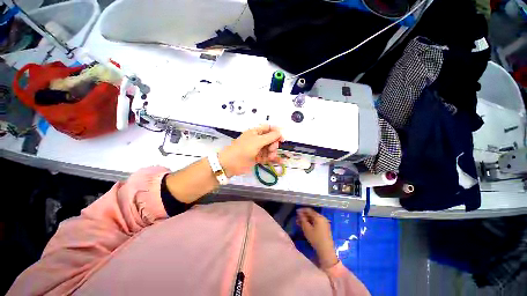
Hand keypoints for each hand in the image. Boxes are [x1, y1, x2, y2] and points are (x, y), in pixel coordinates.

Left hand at [218, 125, 283, 176]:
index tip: (282, 138)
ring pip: (269, 149)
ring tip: (270, 157)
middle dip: (273, 144)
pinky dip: (272, 158)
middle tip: (272, 149)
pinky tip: (279, 161)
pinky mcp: (257, 157)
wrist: (231, 164)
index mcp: (256, 132)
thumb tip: (280, 132)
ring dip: (272, 152)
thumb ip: (270, 137)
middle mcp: (257, 139)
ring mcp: (257, 149)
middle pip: (271, 139)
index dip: (276, 132)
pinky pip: (267, 156)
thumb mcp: (257, 141)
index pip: (269, 128)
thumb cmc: (243, 149)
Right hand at [297, 208, 338, 268]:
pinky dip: (311, 223)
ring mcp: (324, 223)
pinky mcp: (325, 228)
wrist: (326, 250)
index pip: (308, 210)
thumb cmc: (315, 239)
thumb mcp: (306, 228)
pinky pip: (316, 222)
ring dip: (306, 220)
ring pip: (313, 219)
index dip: (302, 210)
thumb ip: (302, 219)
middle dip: (304, 216)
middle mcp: (322, 218)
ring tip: (299, 223)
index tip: (296, 212)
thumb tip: (299, 212)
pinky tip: (305, 226)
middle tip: (297, 219)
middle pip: (311, 214)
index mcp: (318, 217)